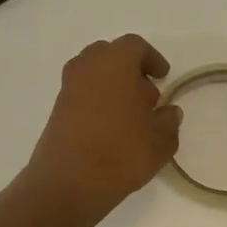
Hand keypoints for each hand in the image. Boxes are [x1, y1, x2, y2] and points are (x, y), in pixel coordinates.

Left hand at [24, 35, 181, 225]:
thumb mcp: (161, 139)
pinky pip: (81, 95)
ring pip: (93, 75)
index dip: (152, 59)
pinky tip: (110, 130)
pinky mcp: (56, 110)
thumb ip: (169, 120)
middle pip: (110, 55)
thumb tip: (169, 112)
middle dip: (129, 70)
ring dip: (112, 87)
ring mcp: (67, 88)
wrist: (69, 181)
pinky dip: (96, 103)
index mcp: (115, 61)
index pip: (135, 46)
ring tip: (130, 116)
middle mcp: (87, 66)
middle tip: (146, 96)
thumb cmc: (122, 150)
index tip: (163, 77)